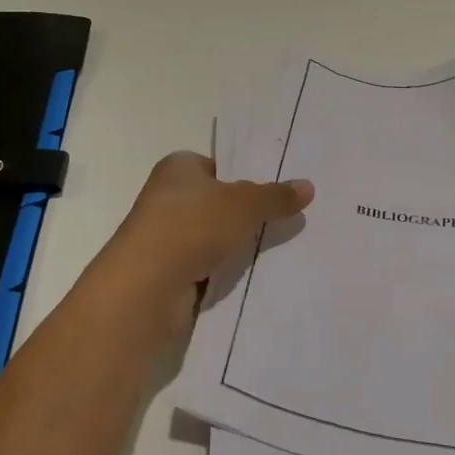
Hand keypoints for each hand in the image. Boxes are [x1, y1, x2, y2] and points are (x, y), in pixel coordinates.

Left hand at [99, 152, 313, 331]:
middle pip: (219, 202)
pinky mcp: (170, 274)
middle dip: (249, 214)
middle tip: (290, 219)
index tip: (280, 191)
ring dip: (238, 245)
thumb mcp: (244, 204)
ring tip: (283, 249)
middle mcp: (168, 198)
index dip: (248, 176)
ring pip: (216, 237)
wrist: (146, 288)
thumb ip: (275, 196)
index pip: (219, 166)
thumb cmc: (192, 226)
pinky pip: (209, 267)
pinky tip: (257, 277)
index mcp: (178, 168)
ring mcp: (167, 238)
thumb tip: (308, 187)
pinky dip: (227, 272)